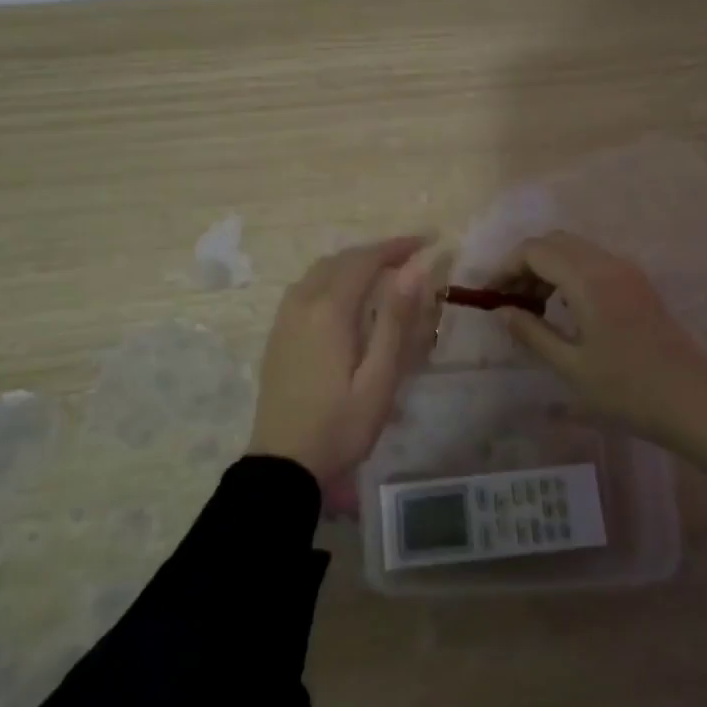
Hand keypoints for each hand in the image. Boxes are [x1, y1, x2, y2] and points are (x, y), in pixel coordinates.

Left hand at [248, 237, 442, 511]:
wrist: (283, 466)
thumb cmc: (340, 426)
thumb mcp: (379, 378)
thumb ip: (395, 320)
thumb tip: (414, 269)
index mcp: (328, 311)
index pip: (364, 260)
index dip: (397, 246)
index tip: (428, 241)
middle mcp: (301, 303)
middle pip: (340, 260)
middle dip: (376, 252)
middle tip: (412, 256)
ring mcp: (284, 319)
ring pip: (319, 272)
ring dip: (353, 263)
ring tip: (385, 273)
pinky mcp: (278, 335)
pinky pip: (306, 288)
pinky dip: (333, 278)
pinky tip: (349, 298)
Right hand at [491, 232, 706, 488]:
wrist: (696, 403)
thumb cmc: (628, 390)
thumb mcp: (572, 366)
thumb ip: (532, 333)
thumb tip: (501, 311)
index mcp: (588, 280)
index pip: (535, 250)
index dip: (505, 267)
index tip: (489, 296)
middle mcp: (608, 264)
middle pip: (555, 242)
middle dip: (525, 265)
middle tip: (510, 302)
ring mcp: (628, 273)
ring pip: (575, 250)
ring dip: (547, 269)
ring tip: (532, 309)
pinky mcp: (639, 285)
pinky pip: (593, 264)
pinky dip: (569, 275)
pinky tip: (564, 310)